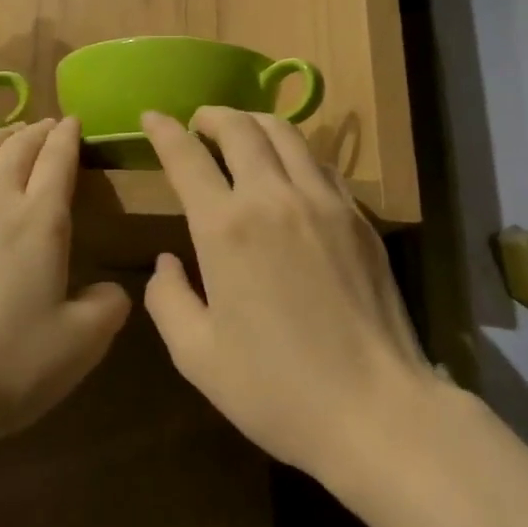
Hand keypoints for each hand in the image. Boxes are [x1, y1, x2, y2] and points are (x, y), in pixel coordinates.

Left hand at [0, 118, 130, 453]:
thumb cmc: (2, 370)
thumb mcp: (78, 348)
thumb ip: (107, 308)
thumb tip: (114, 288)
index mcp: (40, 223)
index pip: (58, 162)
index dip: (68, 137)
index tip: (73, 122)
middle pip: (17, 150)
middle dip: (35, 132)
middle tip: (45, 125)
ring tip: (7, 131)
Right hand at [141, 108, 431, 485]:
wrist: (376, 410)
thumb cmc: (277, 390)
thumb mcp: (198, 357)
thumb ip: (168, 300)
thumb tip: (166, 262)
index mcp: (226, 227)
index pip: (187, 156)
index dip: (164, 130)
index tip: (151, 116)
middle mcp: (273, 197)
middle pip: (240, 127)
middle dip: (212, 115)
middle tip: (199, 122)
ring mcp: (323, 200)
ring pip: (286, 133)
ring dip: (254, 122)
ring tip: (241, 133)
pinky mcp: (358, 215)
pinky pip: (320, 163)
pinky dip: (295, 152)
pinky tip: (291, 171)